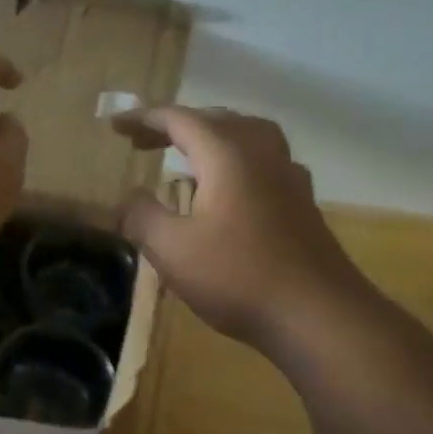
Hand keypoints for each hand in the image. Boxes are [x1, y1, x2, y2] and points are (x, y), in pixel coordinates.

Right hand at [113, 106, 374, 349]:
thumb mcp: (172, 249)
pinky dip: (236, 160)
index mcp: (227, 154)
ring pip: (246, 135)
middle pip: (215, 120)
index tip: (115, 126)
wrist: (317, 315)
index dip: (143, 119)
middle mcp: (261, 152)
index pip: (179, 119)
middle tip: (142, 142)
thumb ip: (142, 216)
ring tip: (187, 155)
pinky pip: (263, 161)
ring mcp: (288, 176)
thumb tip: (128, 197)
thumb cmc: (238, 277)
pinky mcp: (302, 202)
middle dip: (175, 126)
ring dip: (211, 137)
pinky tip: (230, 188)